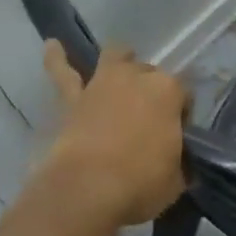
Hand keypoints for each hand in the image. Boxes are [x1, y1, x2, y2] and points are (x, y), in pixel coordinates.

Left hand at [38, 42, 188, 226]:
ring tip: (123, 61)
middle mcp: (137, 78)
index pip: (184, 95)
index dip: (182, 114)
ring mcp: (103, 84)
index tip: (178, 136)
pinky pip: (62, 73)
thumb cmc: (140, 183)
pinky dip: (56, 59)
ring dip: (120, 59)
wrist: (86, 191)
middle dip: (152, 90)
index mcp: (169, 92)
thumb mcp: (176, 180)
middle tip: (150, 118)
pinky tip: (52, 45)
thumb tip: (177, 165)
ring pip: (115, 58)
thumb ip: (179, 164)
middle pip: (151, 74)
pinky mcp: (72, 99)